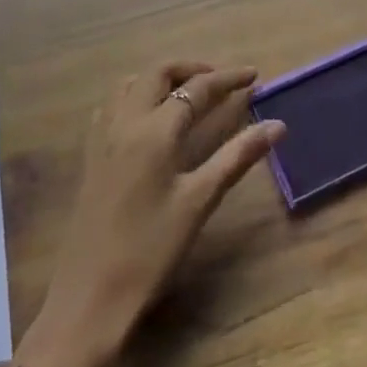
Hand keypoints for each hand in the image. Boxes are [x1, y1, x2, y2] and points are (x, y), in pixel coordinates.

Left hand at [12, 63, 283, 366]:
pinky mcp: (90, 155)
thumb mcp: (199, 202)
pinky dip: (136, 95)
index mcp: (155, 130)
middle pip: (159, 73)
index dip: (228, 78)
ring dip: (162, 78)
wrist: (89, 298)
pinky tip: (149, 118)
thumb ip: (237, 157)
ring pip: (131, 84)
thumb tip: (277, 126)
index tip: (254, 75)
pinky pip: (112, 105)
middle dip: (192, 69)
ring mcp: (102, 137)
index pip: (197, 88)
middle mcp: (125, 121)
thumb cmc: (150, 251)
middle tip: (221, 81)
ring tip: (188, 93)